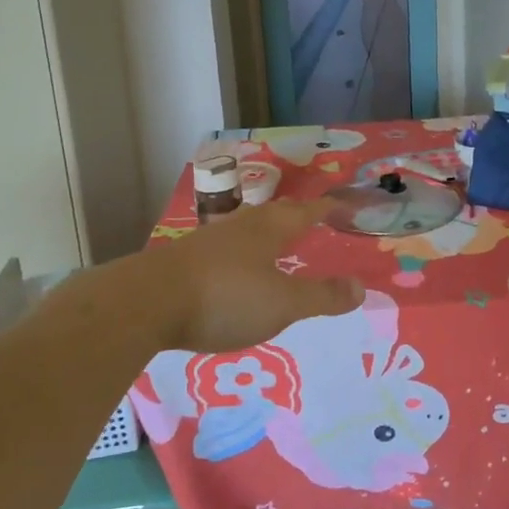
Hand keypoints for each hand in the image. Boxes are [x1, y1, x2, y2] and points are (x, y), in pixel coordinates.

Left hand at [168, 197, 364, 354]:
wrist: (146, 302)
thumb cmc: (225, 297)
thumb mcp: (282, 303)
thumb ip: (322, 297)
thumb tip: (361, 287)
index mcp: (270, 230)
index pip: (307, 212)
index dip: (328, 208)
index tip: (344, 204)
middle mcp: (241, 226)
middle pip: (276, 214)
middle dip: (297, 215)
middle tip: (314, 218)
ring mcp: (210, 241)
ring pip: (248, 228)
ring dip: (267, 232)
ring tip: (277, 241)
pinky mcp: (186, 259)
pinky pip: (226, 248)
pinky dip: (242, 253)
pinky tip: (236, 269)